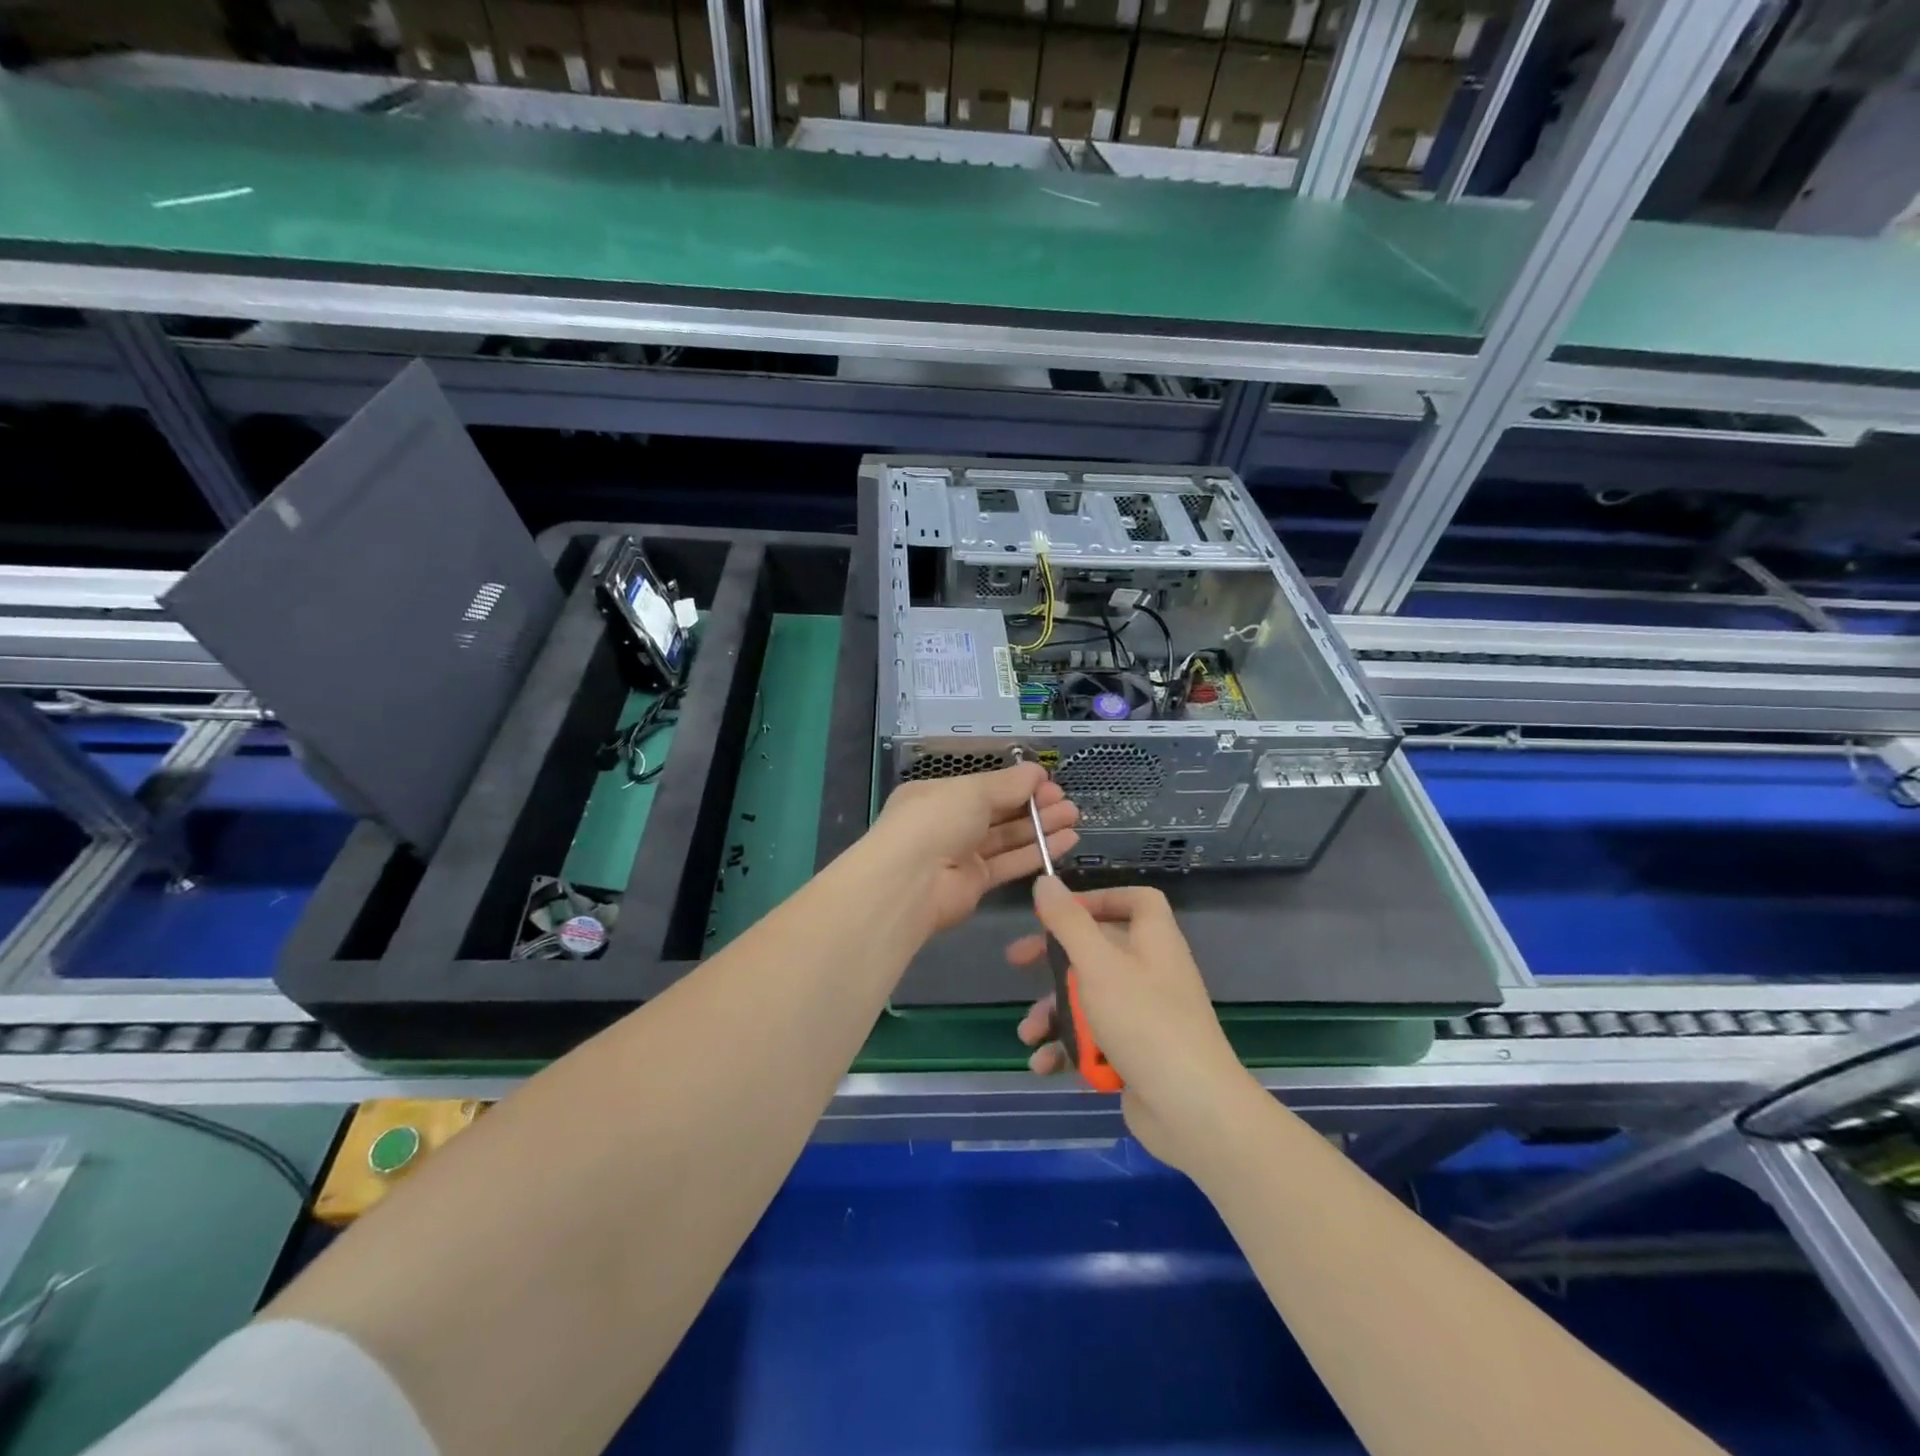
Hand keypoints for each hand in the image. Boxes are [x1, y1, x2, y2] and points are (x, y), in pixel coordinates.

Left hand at [869, 764, 1078, 934]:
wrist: (909, 883)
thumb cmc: (936, 821)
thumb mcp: (972, 791)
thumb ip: (1008, 784)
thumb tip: (1037, 771)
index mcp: (938, 795)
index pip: (983, 787)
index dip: (1017, 784)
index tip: (1049, 782)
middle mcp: (949, 823)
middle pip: (998, 812)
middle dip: (1033, 805)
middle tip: (1067, 801)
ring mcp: (962, 855)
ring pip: (1007, 838)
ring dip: (1040, 827)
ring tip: (1074, 817)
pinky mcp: (976, 884)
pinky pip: (1010, 863)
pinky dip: (1037, 852)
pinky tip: (1065, 841)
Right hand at [1009, 880, 1260, 1170]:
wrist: (1192, 1110)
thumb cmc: (1144, 1022)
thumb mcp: (1097, 965)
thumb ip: (1068, 922)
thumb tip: (1045, 880)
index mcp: (1154, 941)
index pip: (1136, 900)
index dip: (1100, 898)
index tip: (1062, 910)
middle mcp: (1152, 972)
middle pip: (1099, 949)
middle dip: (1054, 959)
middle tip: (1017, 961)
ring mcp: (1145, 1016)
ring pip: (1091, 998)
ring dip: (1054, 1013)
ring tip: (1028, 1034)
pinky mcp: (1137, 1054)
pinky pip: (1096, 1038)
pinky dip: (1069, 1048)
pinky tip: (1045, 1065)